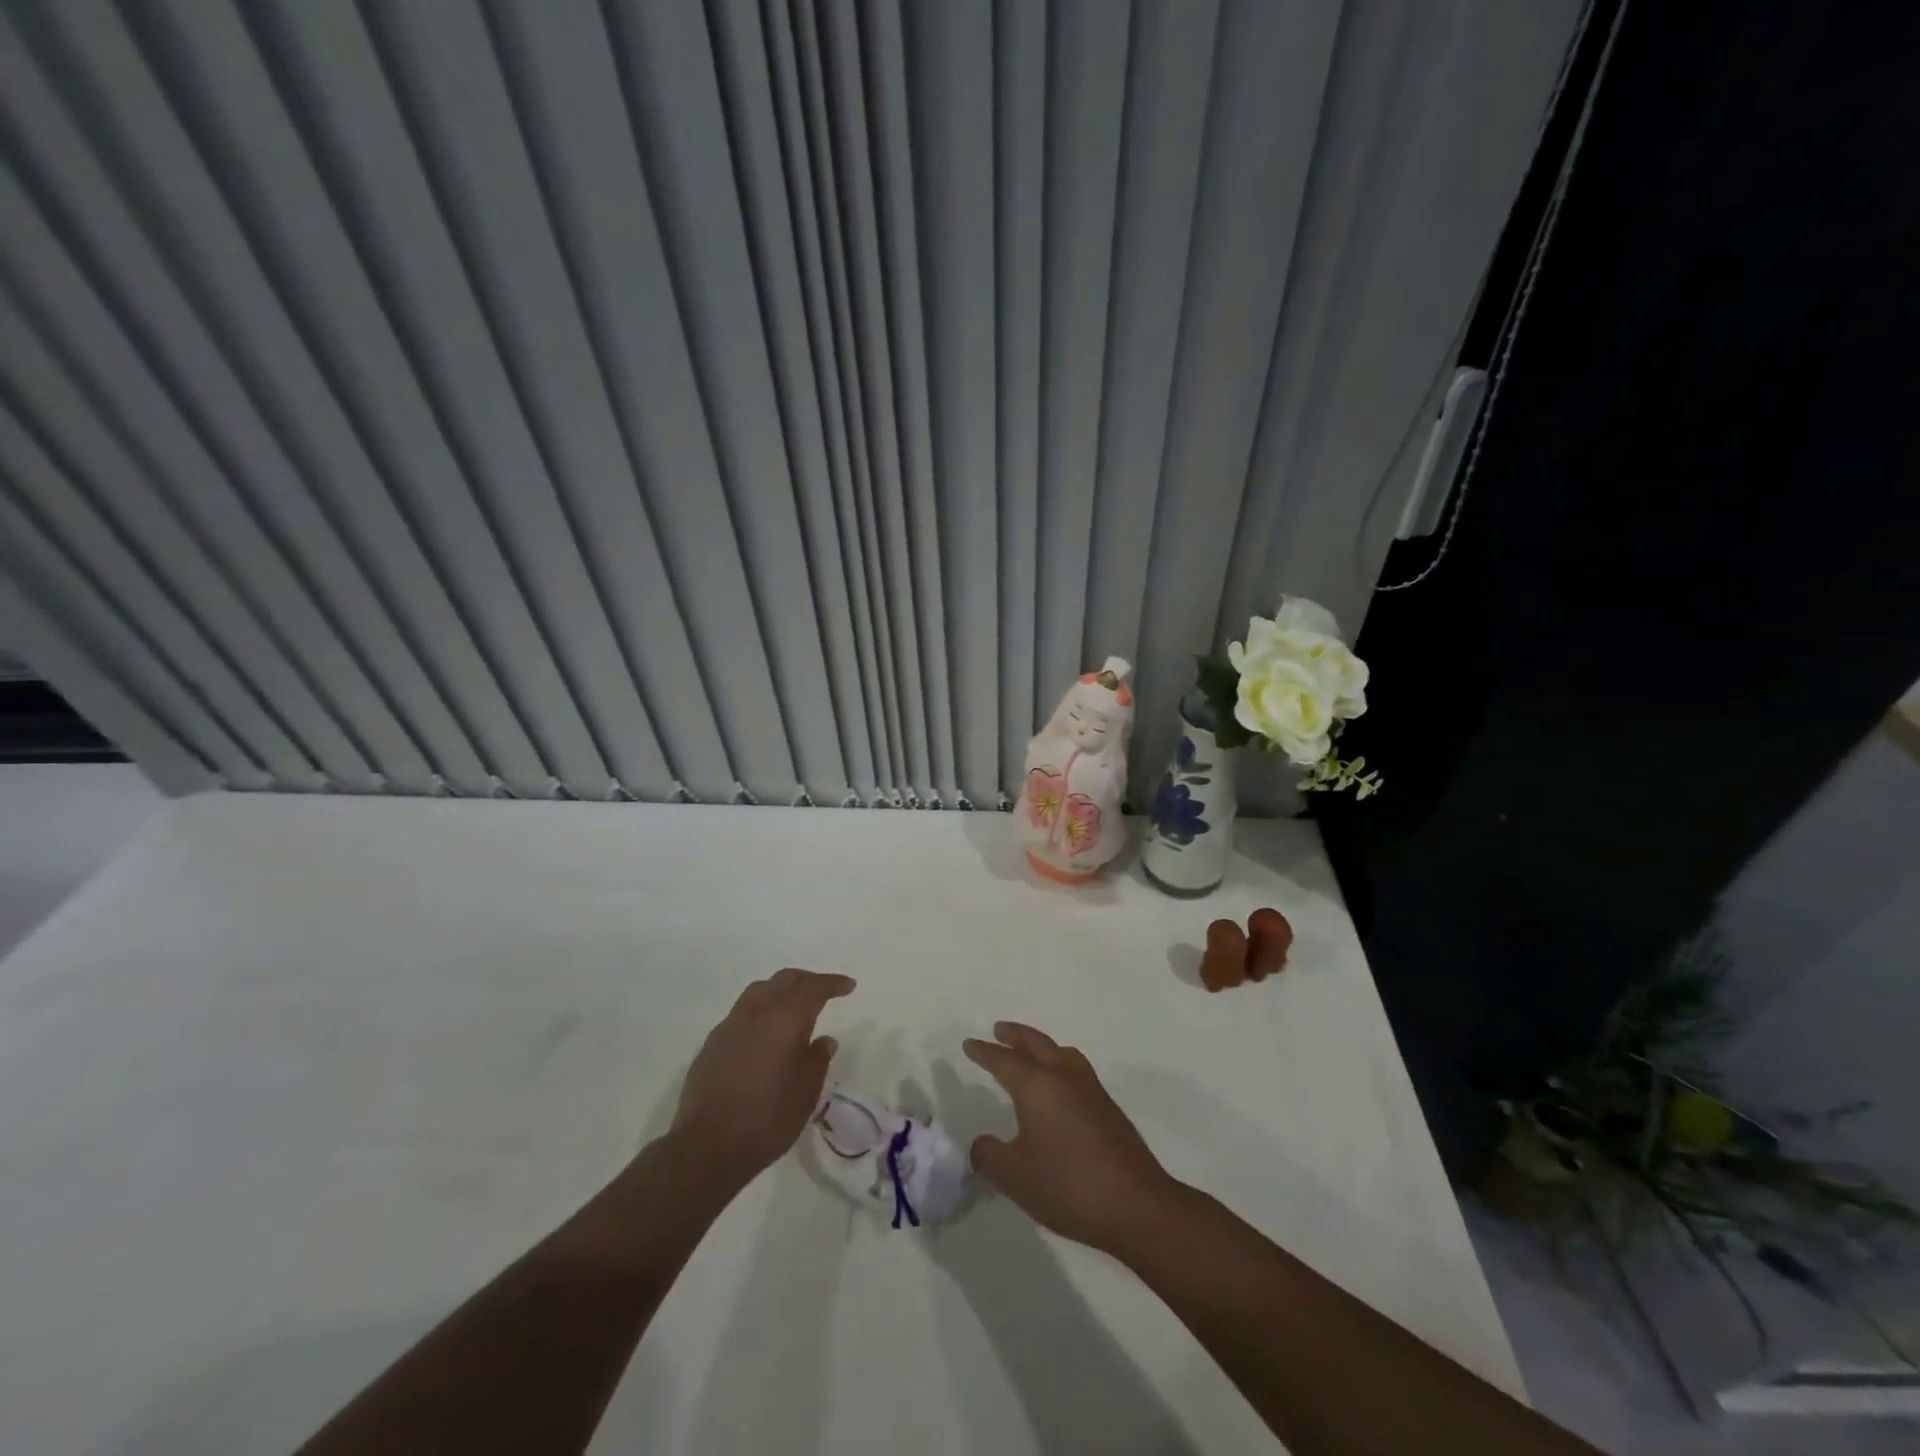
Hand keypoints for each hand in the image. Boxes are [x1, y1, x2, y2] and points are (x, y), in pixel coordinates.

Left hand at [671, 968, 853, 1186]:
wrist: (707, 1146)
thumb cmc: (768, 1117)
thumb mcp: (807, 1091)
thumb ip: (818, 1059)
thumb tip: (824, 1040)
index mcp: (784, 1018)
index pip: (813, 988)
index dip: (833, 983)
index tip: (848, 986)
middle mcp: (756, 1012)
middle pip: (784, 980)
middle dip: (807, 980)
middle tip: (823, 990)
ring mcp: (729, 1026)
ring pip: (759, 991)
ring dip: (780, 991)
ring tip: (792, 1006)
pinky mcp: (712, 1044)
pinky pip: (741, 1013)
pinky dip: (760, 1012)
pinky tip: (763, 1034)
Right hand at [963, 1022, 1177, 1253]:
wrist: (1137, 1205)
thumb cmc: (1068, 1185)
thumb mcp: (1014, 1176)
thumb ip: (989, 1156)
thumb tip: (983, 1144)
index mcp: (1037, 1086)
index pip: (1004, 1060)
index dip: (984, 1052)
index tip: (970, 1044)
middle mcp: (1064, 1077)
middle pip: (1036, 1044)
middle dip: (1015, 1035)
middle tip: (999, 1030)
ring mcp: (1091, 1090)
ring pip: (1061, 1053)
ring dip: (1041, 1046)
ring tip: (1031, 1052)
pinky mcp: (1108, 1108)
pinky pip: (1076, 1070)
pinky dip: (1059, 1064)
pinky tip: (1059, 1088)